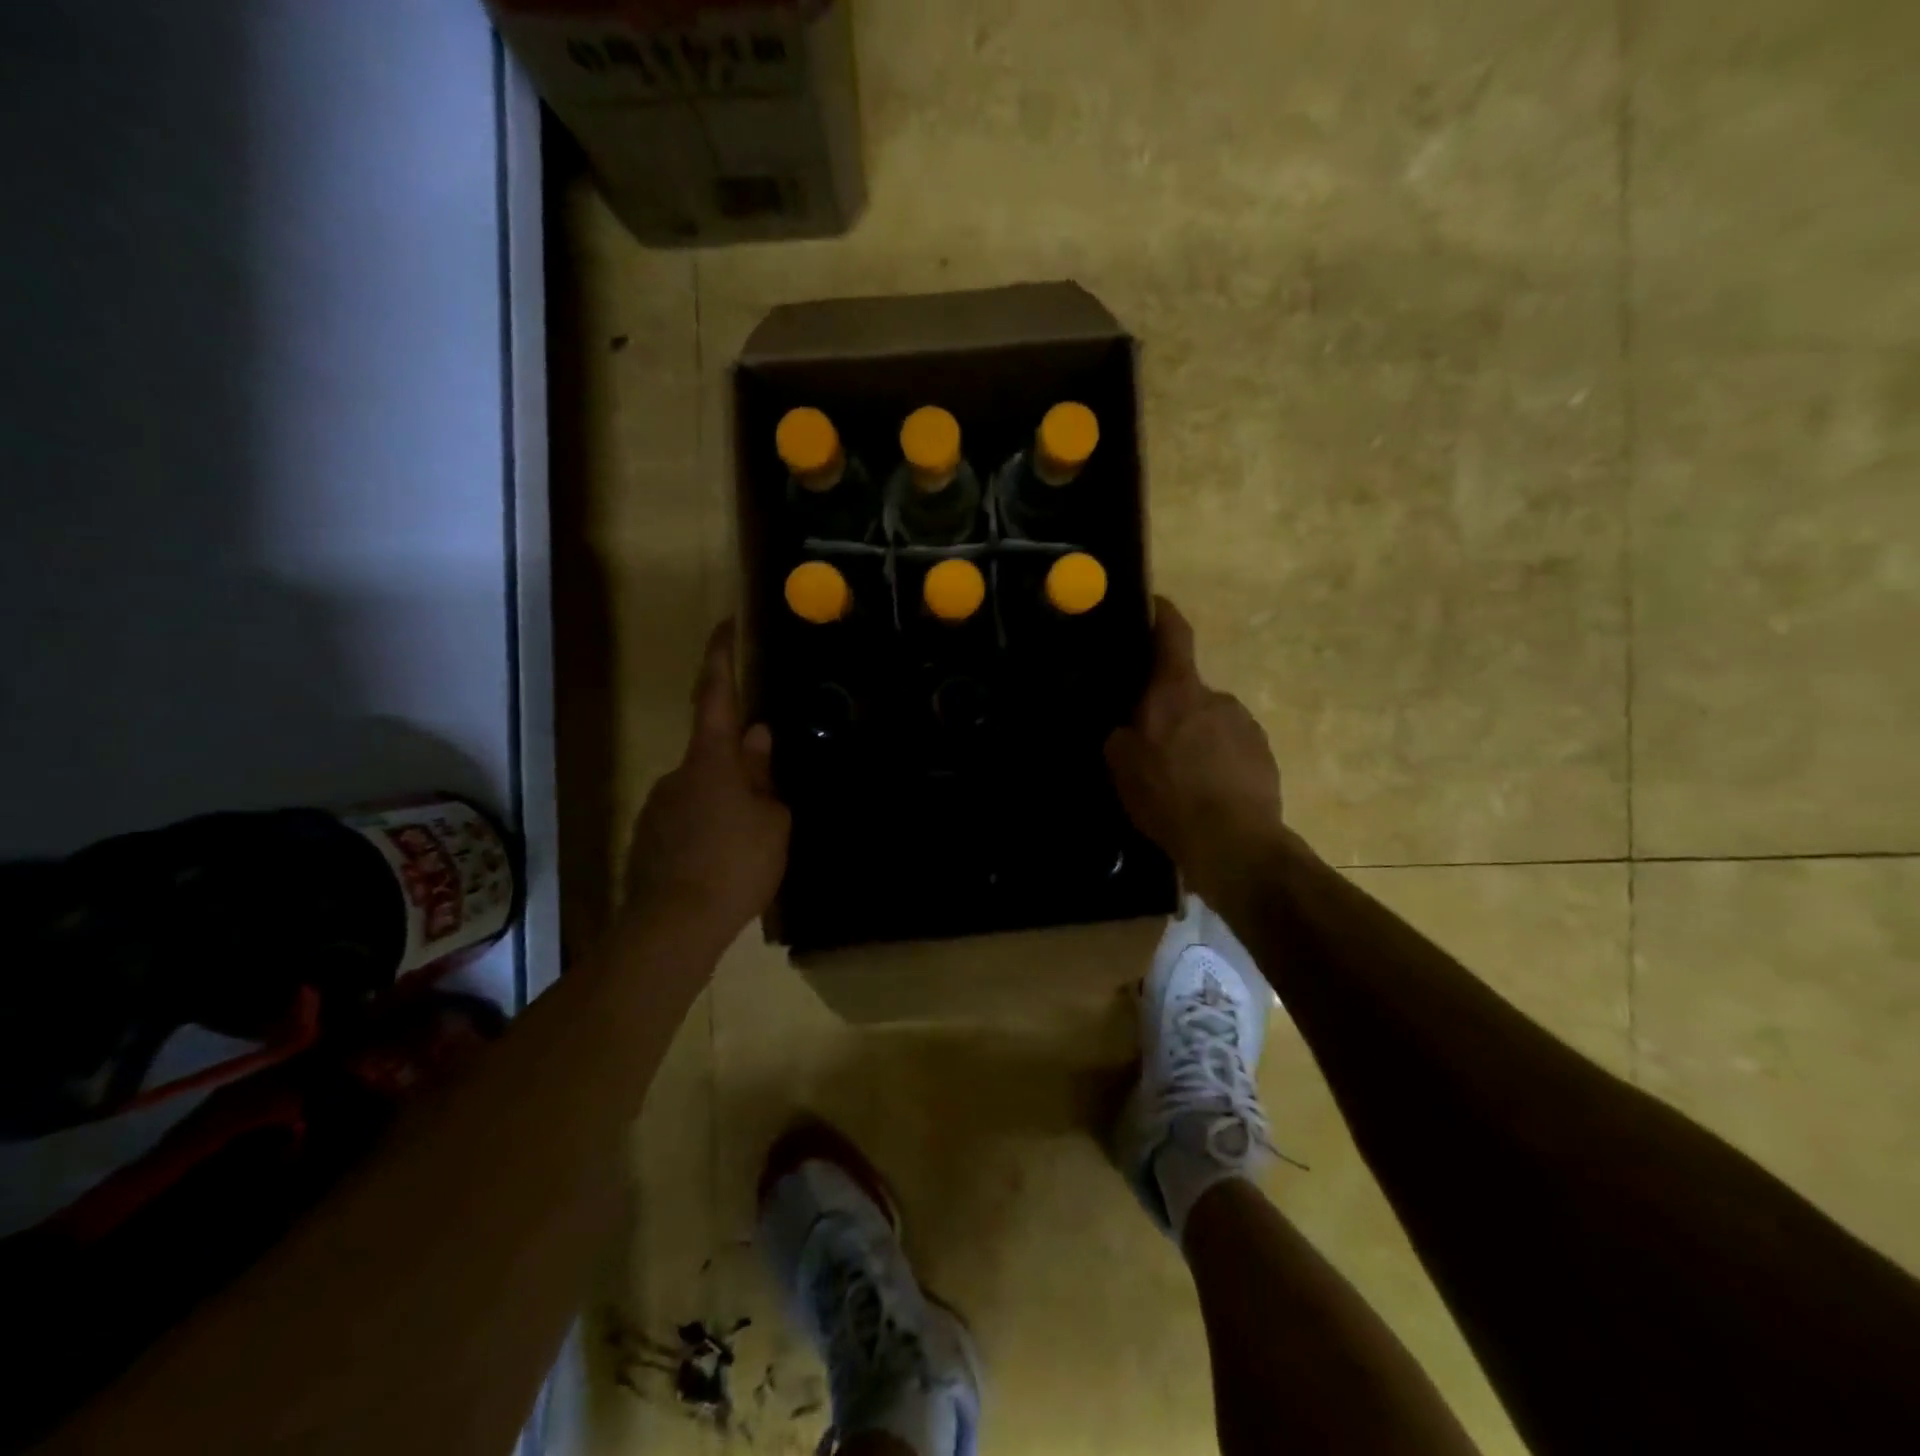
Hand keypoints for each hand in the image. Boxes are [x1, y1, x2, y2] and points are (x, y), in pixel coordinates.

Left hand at [624, 621, 790, 940]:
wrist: (673, 927)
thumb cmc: (736, 865)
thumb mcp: (771, 820)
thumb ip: (764, 776)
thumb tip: (758, 739)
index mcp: (712, 761)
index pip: (716, 696)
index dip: (722, 658)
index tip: (726, 624)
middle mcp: (677, 775)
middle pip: (714, 755)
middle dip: (742, 768)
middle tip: (770, 799)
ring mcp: (658, 808)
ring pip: (703, 793)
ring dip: (727, 806)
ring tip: (753, 846)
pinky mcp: (649, 841)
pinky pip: (688, 822)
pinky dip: (710, 831)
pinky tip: (725, 864)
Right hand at [1105, 598, 1286, 900]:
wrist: (1233, 841)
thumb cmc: (1168, 796)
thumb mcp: (1121, 766)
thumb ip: (1120, 734)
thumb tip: (1126, 725)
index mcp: (1176, 691)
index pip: (1173, 632)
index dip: (1161, 613)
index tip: (1152, 604)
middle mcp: (1216, 697)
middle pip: (1186, 688)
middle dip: (1169, 708)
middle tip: (1151, 743)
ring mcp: (1246, 725)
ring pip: (1209, 722)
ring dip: (1195, 739)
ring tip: (1182, 779)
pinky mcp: (1265, 755)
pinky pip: (1231, 749)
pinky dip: (1217, 762)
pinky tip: (1206, 794)